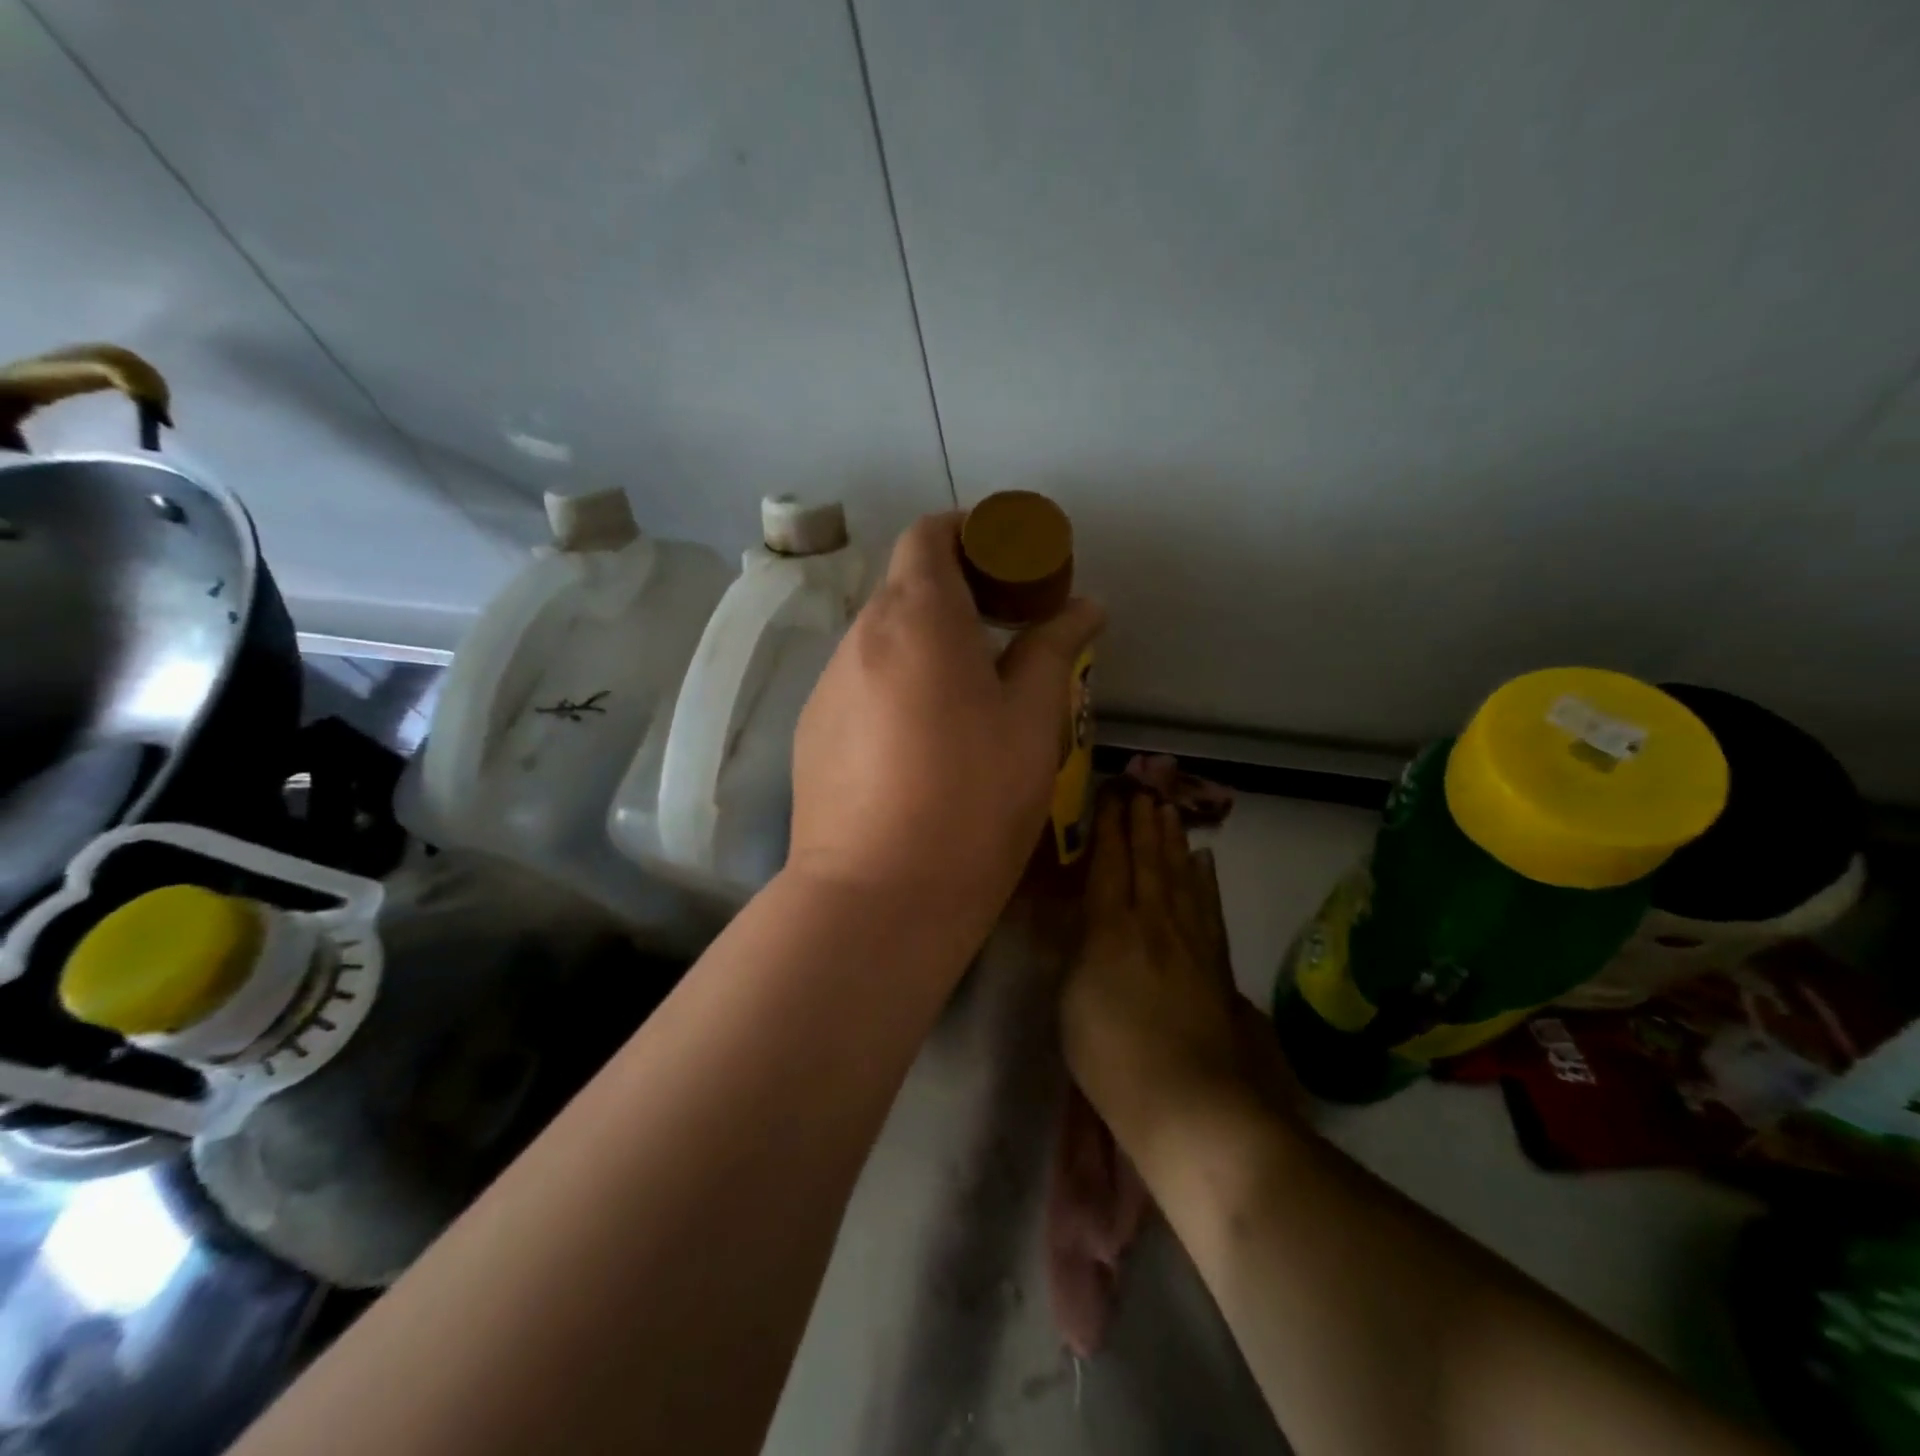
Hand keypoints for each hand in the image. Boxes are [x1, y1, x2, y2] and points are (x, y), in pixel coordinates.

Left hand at [788, 511, 1103, 942]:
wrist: (877, 897)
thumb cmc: (971, 799)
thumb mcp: (1032, 721)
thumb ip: (1054, 650)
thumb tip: (1084, 608)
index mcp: (917, 618)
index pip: (929, 535)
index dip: (970, 533)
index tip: (1010, 562)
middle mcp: (860, 638)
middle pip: (905, 586)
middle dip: (957, 591)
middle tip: (1007, 630)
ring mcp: (827, 688)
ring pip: (882, 640)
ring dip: (926, 643)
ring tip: (970, 693)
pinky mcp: (813, 733)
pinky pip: (861, 685)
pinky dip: (896, 684)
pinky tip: (923, 741)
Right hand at [1062, 792, 1297, 1152]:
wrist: (1190, 1102)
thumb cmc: (1112, 1055)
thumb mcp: (1070, 1001)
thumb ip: (1076, 952)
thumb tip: (1084, 920)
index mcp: (1111, 927)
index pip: (1108, 864)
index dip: (1107, 828)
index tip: (1108, 796)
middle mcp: (1153, 921)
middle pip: (1148, 860)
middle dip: (1142, 821)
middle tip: (1141, 788)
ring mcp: (1190, 940)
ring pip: (1180, 875)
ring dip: (1173, 840)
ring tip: (1168, 810)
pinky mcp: (1216, 962)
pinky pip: (1209, 906)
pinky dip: (1205, 879)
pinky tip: (1205, 861)